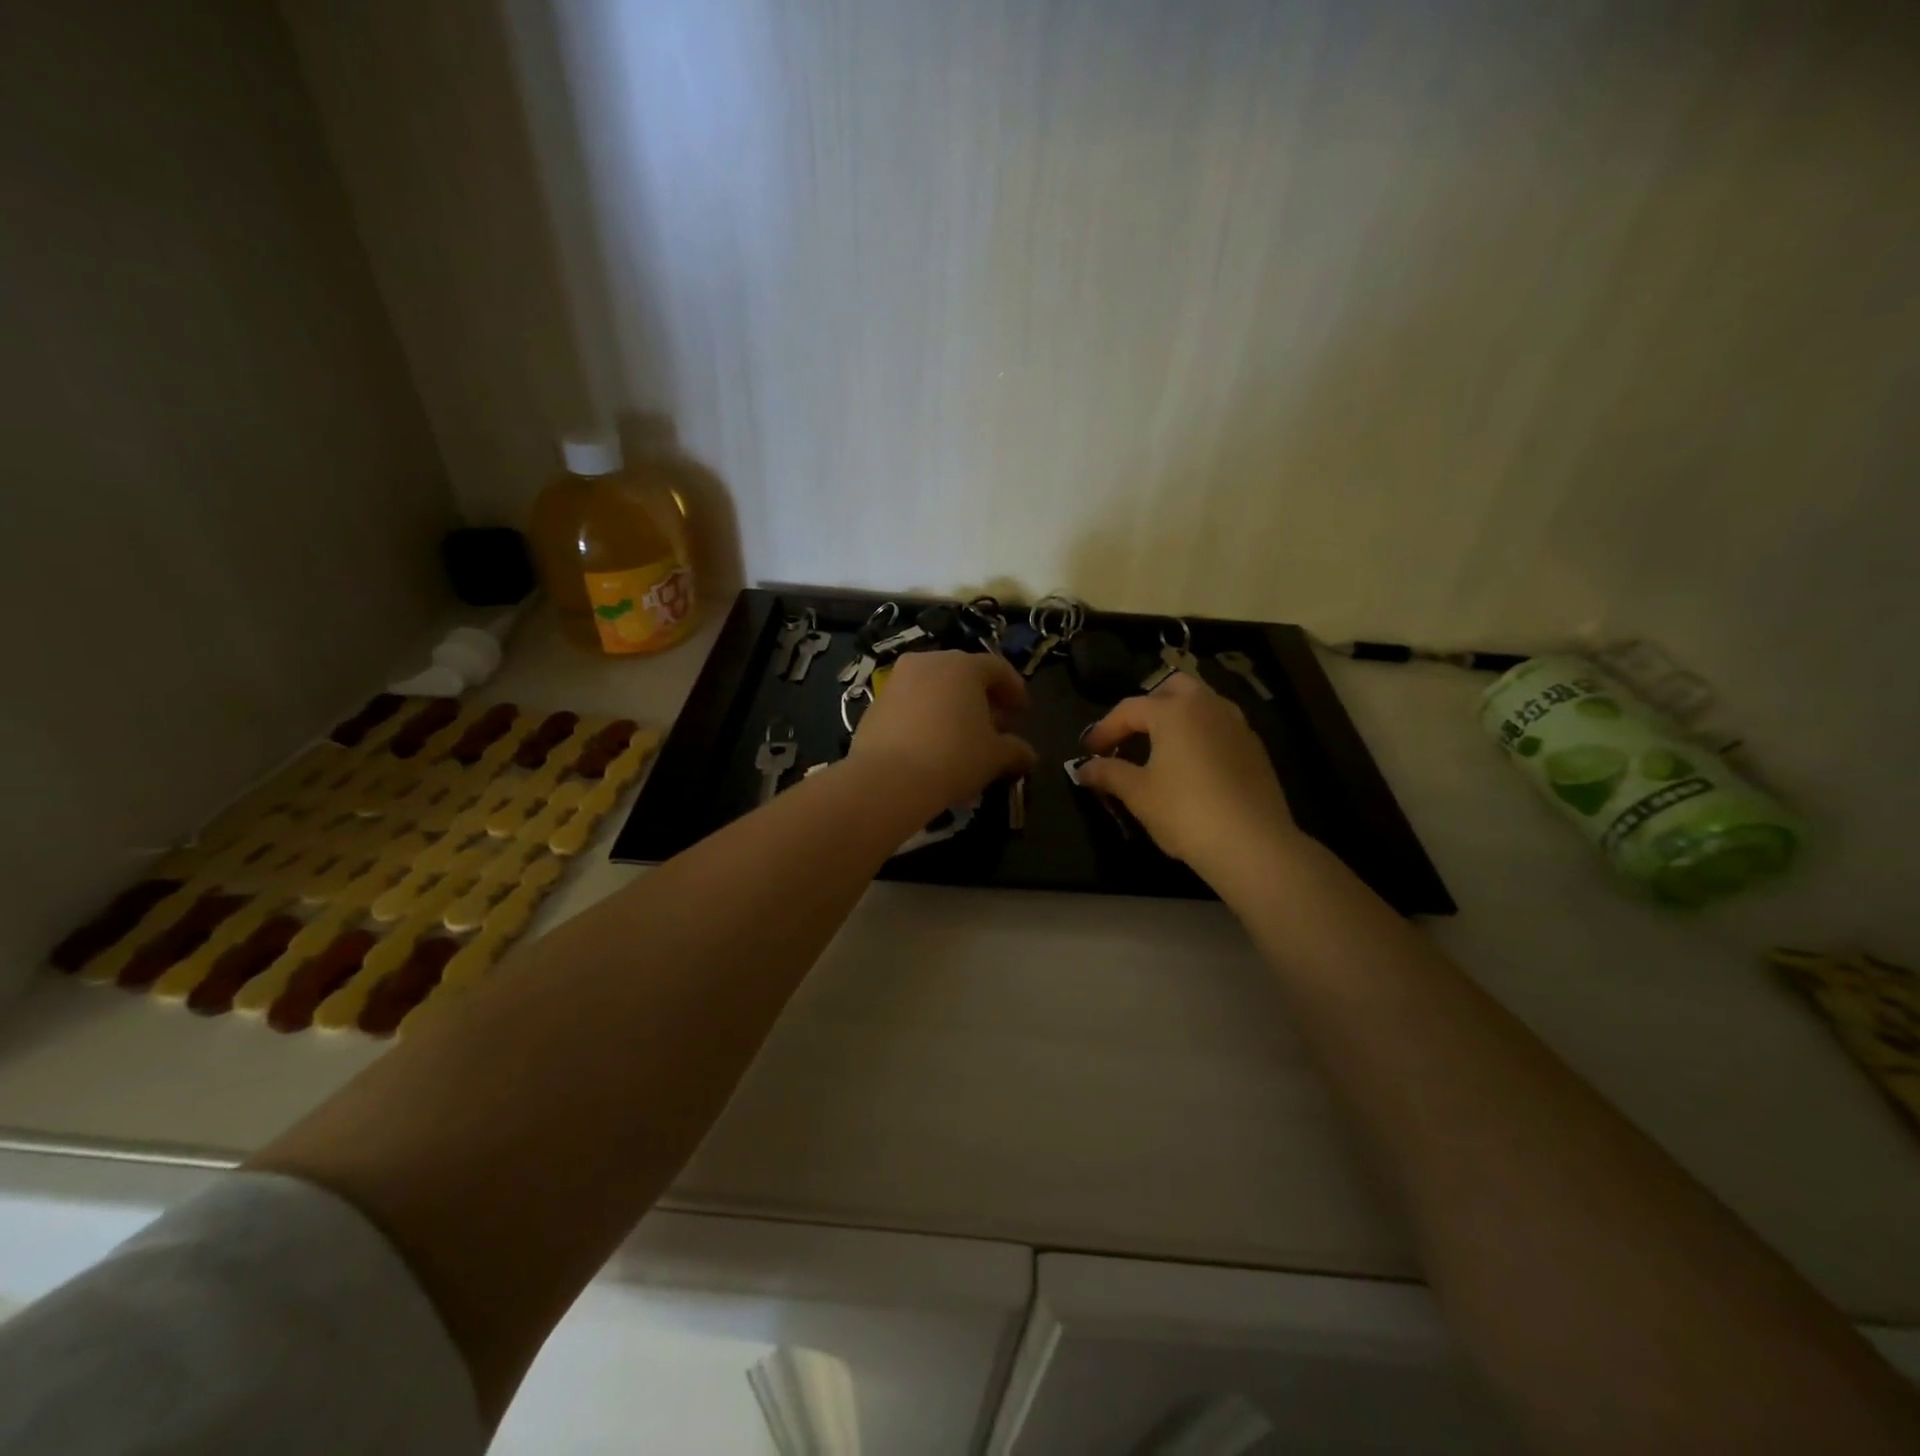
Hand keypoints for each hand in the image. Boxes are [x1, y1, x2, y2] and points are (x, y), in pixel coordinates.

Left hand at [850, 650, 1037, 814]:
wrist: (888, 779)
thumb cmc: (953, 758)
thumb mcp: (994, 757)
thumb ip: (1015, 751)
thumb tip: (1028, 755)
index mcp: (963, 666)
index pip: (997, 668)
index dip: (1013, 689)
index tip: (1022, 712)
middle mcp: (928, 662)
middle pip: (963, 674)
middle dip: (982, 698)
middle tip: (994, 725)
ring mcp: (896, 680)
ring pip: (933, 687)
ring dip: (951, 706)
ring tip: (962, 736)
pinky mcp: (874, 703)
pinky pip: (910, 703)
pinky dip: (925, 716)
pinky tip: (931, 743)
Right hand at [1078, 672, 1296, 875]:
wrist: (1253, 844)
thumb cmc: (1185, 812)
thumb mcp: (1138, 794)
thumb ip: (1108, 773)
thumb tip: (1083, 768)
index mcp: (1173, 711)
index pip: (1128, 709)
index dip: (1104, 729)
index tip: (1089, 752)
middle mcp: (1207, 706)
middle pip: (1172, 688)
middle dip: (1148, 706)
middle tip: (1130, 735)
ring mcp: (1237, 724)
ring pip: (1201, 704)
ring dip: (1177, 717)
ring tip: (1161, 748)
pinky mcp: (1255, 748)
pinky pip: (1220, 726)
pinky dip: (1200, 734)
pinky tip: (1192, 766)